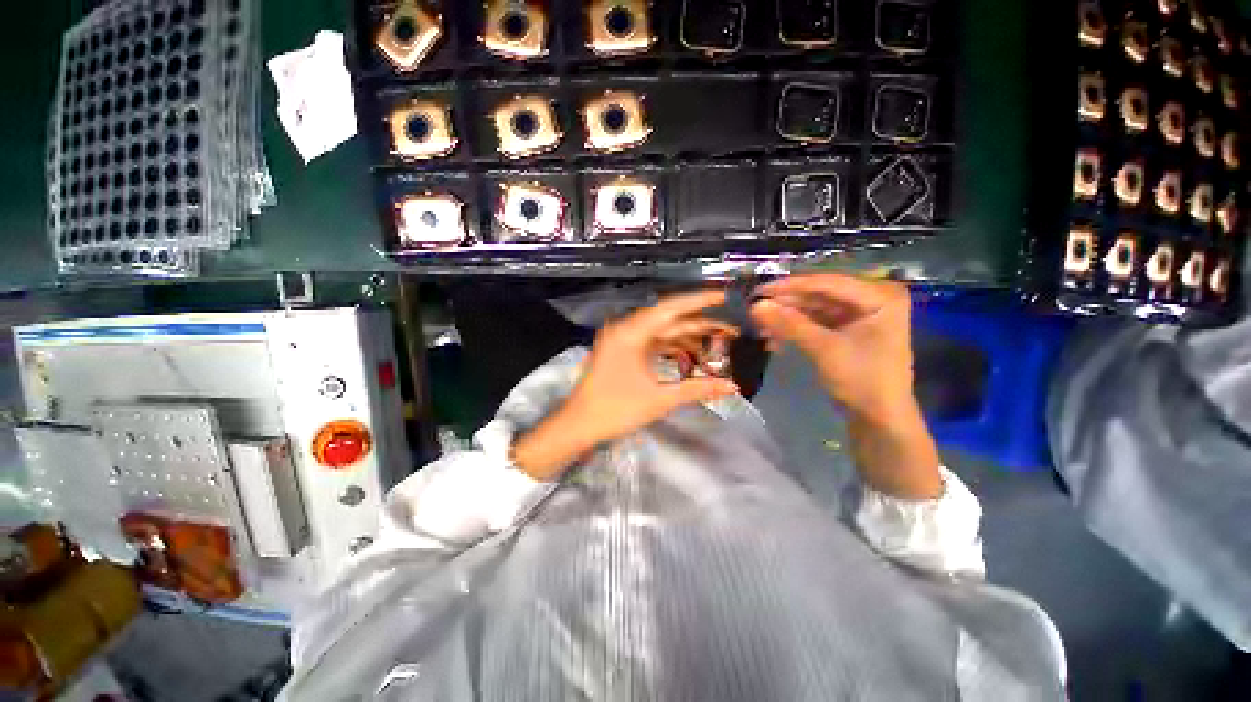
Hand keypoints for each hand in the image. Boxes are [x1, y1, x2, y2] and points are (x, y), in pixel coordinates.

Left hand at [512, 290, 739, 479]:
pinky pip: (653, 343)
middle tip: (730, 331)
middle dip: (700, 325)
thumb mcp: (659, 399)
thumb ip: (697, 389)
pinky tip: (692, 358)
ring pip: (663, 333)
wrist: (578, 425)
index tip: (724, 295)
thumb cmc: (615, 410)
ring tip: (717, 348)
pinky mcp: (623, 351)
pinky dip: (673, 350)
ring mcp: (624, 339)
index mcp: (631, 332)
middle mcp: (627, 329)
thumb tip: (733, 387)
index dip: (699, 300)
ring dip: (688, 340)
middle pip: (670, 320)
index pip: (670, 308)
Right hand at [749, 274, 941, 498]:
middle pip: (820, 294)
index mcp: (879, 296)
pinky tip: (774, 335)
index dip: (791, 286)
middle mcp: (871, 298)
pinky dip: (795, 327)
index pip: (828, 282)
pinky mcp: (848, 329)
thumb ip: (789, 324)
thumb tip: (755, 305)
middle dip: (787, 303)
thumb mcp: (824, 349)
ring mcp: (859, 314)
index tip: (760, 290)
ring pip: (815, 308)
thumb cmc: (861, 380)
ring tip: (760, 323)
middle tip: (755, 308)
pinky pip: (816, 321)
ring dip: (787, 316)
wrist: (879, 418)